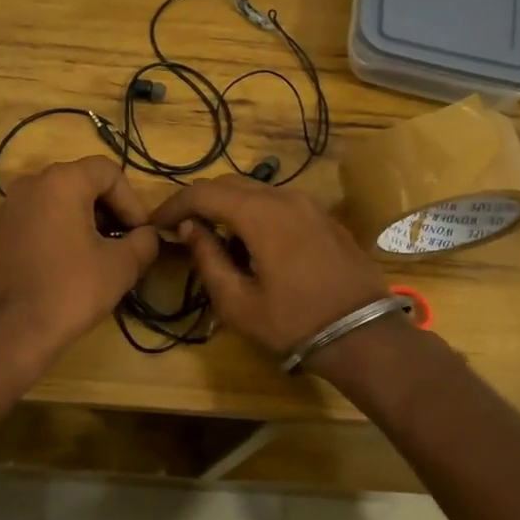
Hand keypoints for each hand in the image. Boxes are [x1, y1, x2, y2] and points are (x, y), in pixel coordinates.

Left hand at [0, 157, 158, 367]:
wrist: (9, 332)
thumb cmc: (70, 290)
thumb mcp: (122, 266)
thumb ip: (144, 241)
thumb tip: (147, 236)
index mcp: (60, 181)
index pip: (108, 172)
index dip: (132, 201)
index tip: (139, 234)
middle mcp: (29, 185)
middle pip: (81, 183)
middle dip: (109, 211)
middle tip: (123, 245)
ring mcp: (7, 209)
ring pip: (58, 203)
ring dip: (84, 223)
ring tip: (98, 258)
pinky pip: (37, 222)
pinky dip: (58, 234)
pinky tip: (66, 268)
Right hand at [149, 176, 388, 358]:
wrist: (365, 335)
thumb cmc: (294, 322)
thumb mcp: (238, 302)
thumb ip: (207, 258)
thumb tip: (189, 228)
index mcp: (260, 214)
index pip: (203, 193)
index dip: (174, 204)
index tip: (155, 223)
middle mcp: (284, 197)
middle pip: (229, 185)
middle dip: (199, 202)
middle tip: (179, 227)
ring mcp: (309, 205)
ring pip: (256, 191)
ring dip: (228, 207)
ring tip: (212, 235)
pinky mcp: (324, 219)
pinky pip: (279, 204)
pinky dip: (255, 213)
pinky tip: (251, 242)